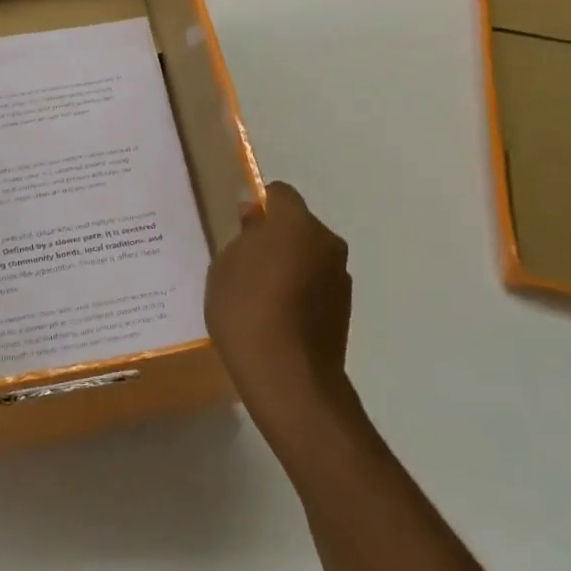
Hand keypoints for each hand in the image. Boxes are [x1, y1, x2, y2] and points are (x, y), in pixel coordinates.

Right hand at [205, 182, 352, 432]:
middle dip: (277, 236)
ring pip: (309, 256)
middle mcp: (326, 241)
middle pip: (298, 225)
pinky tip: (278, 316)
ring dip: (291, 264)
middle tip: (246, 263)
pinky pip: (317, 284)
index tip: (241, 228)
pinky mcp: (344, 307)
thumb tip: (256, 215)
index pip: (280, 193)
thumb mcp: (226, 266)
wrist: (288, 376)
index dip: (260, 205)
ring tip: (261, 295)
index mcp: (296, 223)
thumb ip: (244, 235)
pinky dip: (301, 291)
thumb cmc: (245, 310)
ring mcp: (340, 276)